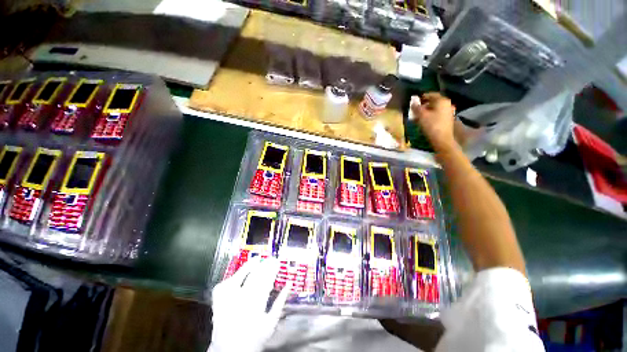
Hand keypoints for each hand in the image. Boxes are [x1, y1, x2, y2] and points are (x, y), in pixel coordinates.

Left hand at [209, 258, 291, 351]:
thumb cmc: (254, 338)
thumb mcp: (271, 323)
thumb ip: (280, 302)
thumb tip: (289, 284)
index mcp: (257, 305)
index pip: (267, 280)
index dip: (273, 269)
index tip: (278, 262)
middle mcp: (242, 299)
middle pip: (255, 275)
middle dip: (265, 265)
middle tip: (271, 259)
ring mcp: (227, 299)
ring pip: (240, 276)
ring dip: (249, 265)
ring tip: (257, 259)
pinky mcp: (217, 300)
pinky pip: (225, 283)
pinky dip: (234, 276)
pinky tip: (240, 272)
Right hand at [410, 92, 456, 150]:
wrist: (442, 139)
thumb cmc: (431, 125)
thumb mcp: (421, 116)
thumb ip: (416, 108)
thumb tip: (413, 102)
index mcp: (442, 101)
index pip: (431, 94)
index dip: (422, 97)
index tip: (415, 101)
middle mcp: (447, 104)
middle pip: (434, 101)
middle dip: (424, 105)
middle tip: (415, 109)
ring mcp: (448, 112)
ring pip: (435, 108)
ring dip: (426, 111)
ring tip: (418, 116)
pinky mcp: (447, 119)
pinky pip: (437, 114)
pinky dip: (430, 115)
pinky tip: (424, 120)